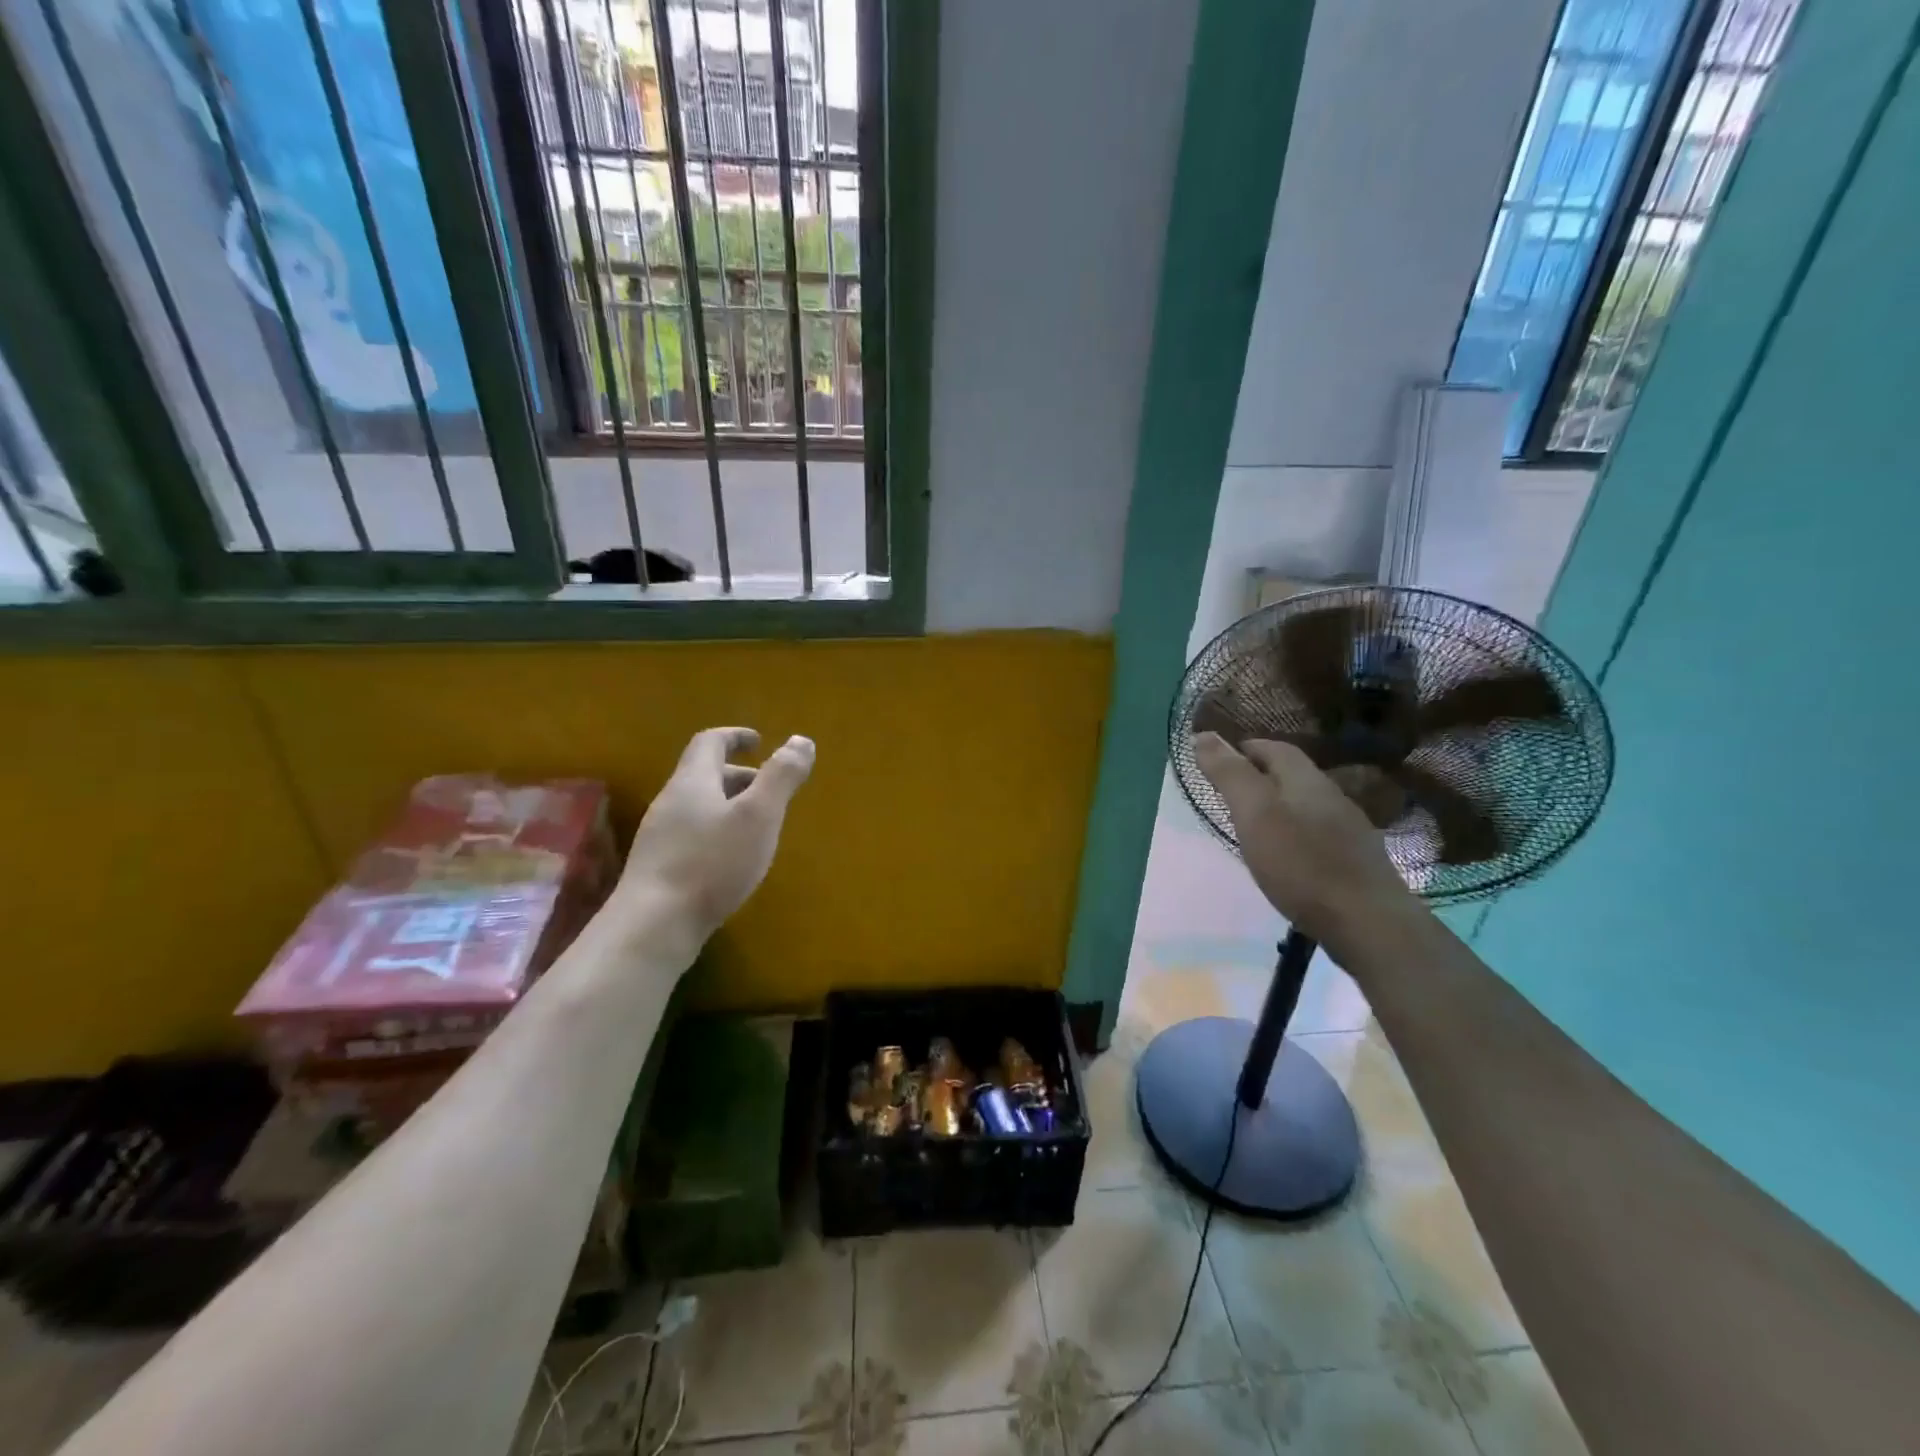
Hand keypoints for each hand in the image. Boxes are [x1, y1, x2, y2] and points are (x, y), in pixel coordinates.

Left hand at [607, 727, 814, 948]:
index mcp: (692, 781)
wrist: (653, 926)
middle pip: (703, 775)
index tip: (759, 741)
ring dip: (730, 806)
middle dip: (739, 776)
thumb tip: (802, 740)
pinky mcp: (659, 868)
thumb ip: (781, 777)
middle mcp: (671, 802)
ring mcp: (660, 837)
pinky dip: (718, 833)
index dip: (735, 736)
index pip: (709, 742)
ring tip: (758, 827)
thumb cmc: (712, 864)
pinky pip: (692, 835)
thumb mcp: (759, 816)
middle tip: (769, 789)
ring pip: (699, 807)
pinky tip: (733, 861)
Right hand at [1194, 732, 1420, 954]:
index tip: (1219, 760)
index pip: (1275, 748)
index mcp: (1306, 780)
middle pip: (1293, 775)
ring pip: (1307, 805)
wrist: (1368, 922)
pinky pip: (1319, 834)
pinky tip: (1288, 856)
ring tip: (1254, 824)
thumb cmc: (1301, 863)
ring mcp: (1349, 830)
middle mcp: (1332, 797)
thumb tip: (1203, 735)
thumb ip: (1230, 775)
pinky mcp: (1356, 861)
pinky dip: (1296, 834)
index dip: (1246, 748)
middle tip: (1231, 792)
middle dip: (1262, 776)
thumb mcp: (1255, 814)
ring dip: (1280, 806)